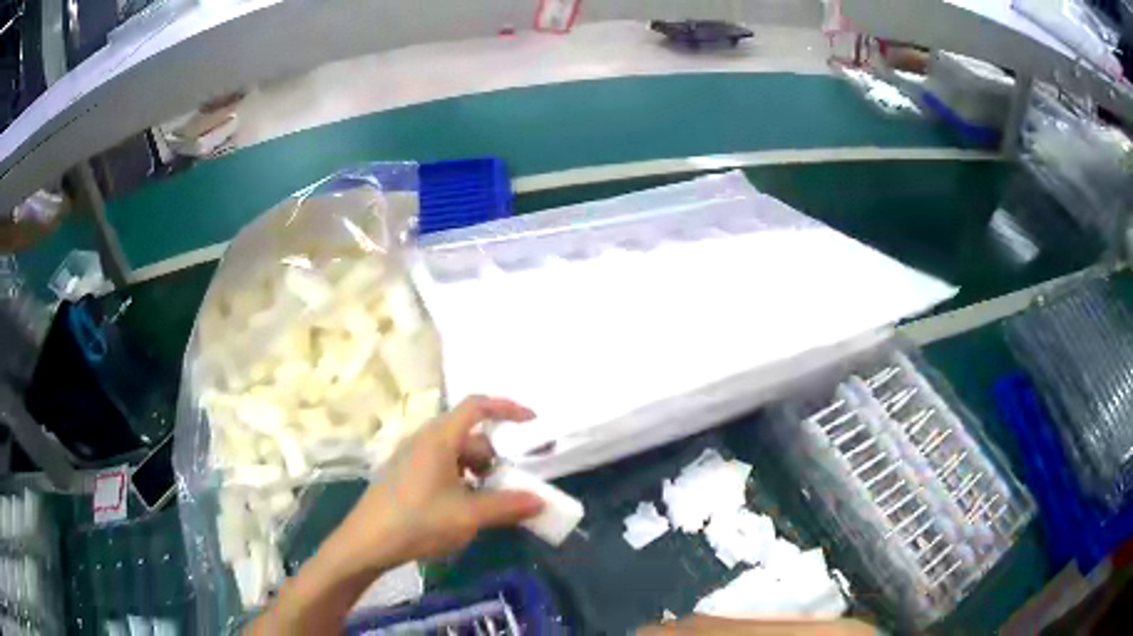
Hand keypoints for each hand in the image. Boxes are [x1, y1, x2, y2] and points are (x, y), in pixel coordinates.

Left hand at [333, 396, 544, 571]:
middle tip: (507, 486)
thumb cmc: (418, 522)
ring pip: (454, 453)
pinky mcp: (403, 473)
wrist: (367, 542)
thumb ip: (506, 506)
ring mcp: (410, 456)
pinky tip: (459, 508)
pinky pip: (439, 466)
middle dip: (493, 457)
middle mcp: (423, 440)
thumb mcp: (468, 516)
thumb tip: (539, 501)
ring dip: (476, 472)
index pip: (476, 406)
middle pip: (468, 435)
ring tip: (485, 503)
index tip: (531, 421)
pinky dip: (459, 479)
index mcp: (439, 439)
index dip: (506, 408)